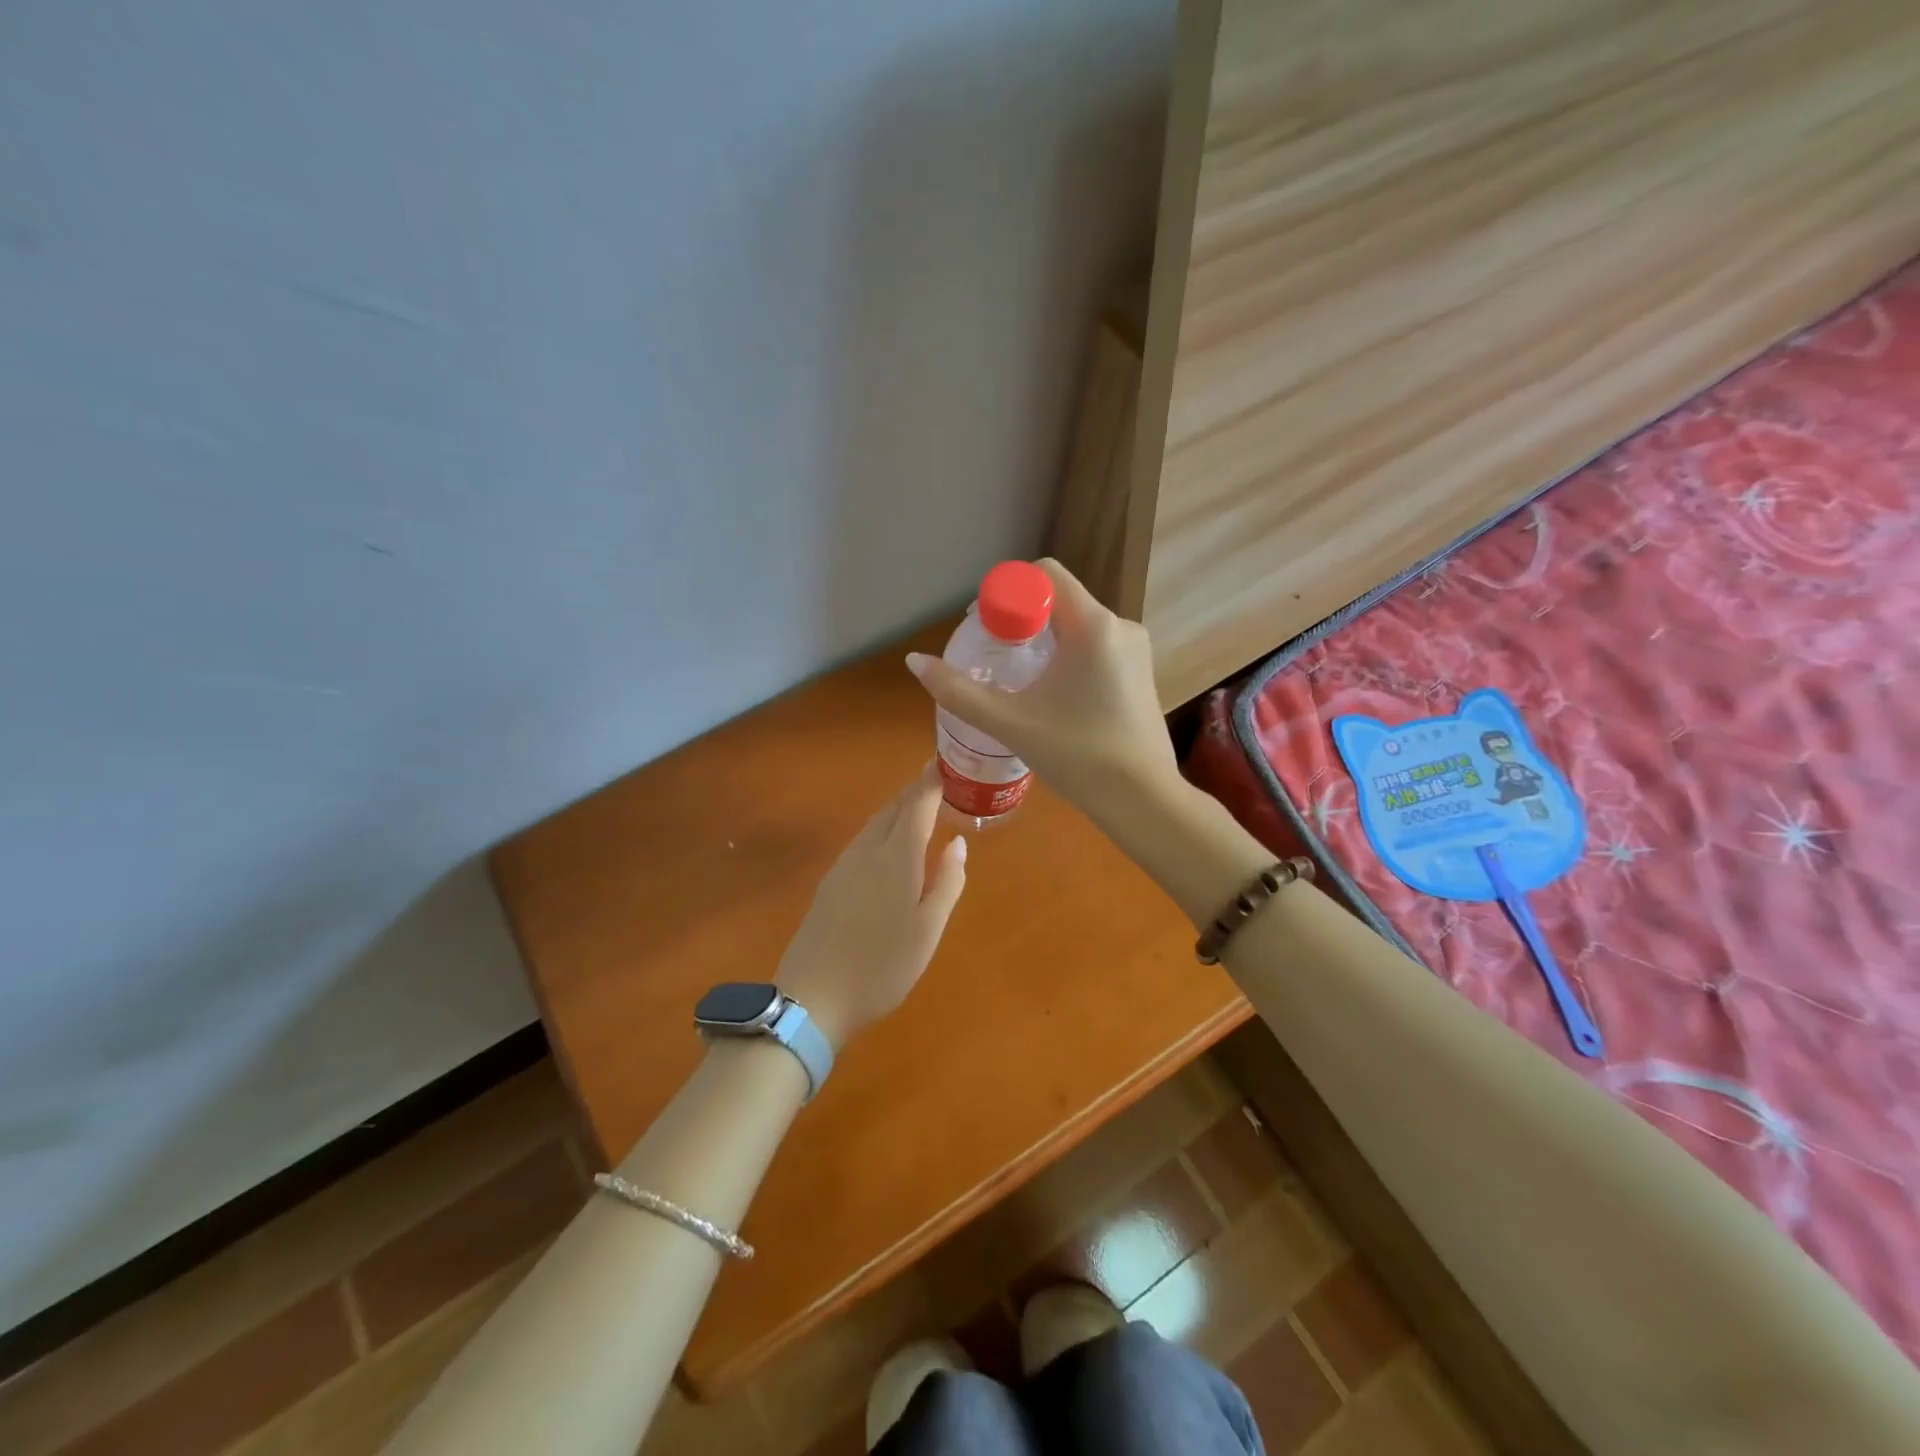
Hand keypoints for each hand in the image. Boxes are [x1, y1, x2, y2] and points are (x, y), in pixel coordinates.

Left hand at [775, 765, 968, 1051]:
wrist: (813, 995)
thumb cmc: (882, 966)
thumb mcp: (928, 930)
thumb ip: (947, 883)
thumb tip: (958, 843)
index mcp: (897, 859)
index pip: (917, 806)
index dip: (931, 782)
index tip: (943, 763)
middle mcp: (868, 852)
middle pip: (892, 810)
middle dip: (914, 791)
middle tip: (934, 779)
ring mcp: (844, 867)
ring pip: (873, 824)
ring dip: (896, 809)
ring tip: (915, 806)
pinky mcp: (829, 884)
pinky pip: (861, 841)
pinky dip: (880, 829)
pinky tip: (885, 844)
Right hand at [905, 559, 1179, 819]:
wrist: (1143, 800)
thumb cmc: (1078, 757)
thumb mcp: (1011, 723)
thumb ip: (959, 691)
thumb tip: (914, 661)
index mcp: (1093, 625)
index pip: (1044, 575)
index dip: (1007, 593)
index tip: (986, 630)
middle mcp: (1120, 625)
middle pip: (1058, 600)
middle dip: (1021, 621)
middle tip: (993, 658)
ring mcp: (1135, 649)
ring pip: (1077, 624)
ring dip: (1043, 641)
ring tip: (1019, 681)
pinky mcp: (1141, 671)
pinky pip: (1095, 645)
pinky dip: (1067, 656)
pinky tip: (1052, 695)